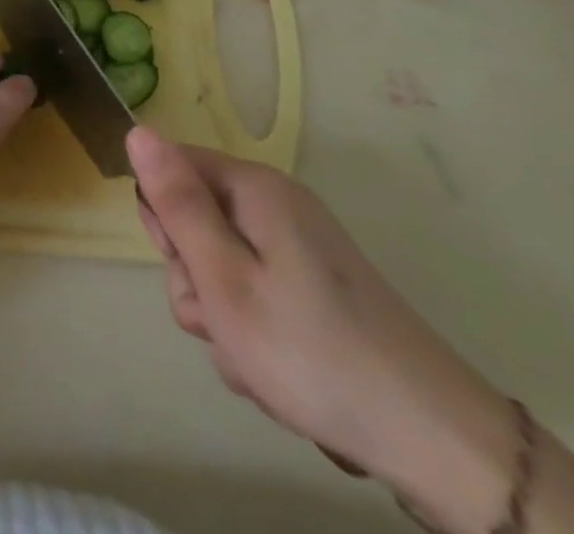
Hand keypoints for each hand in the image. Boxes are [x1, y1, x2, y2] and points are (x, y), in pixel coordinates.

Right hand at [130, 129, 517, 528]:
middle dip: (194, 277)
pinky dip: (253, 332)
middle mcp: (276, 205)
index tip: (187, 267)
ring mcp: (299, 249)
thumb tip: (137, 130)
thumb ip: (176, 203)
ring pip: (220, 267)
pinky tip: (277, 373)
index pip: (170, 169)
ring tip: (254, 359)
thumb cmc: (311, 352)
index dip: (164, 219)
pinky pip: (255, 295)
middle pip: (195, 221)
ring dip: (221, 316)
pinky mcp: (315, 289)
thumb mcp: (223, 278)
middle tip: (222, 319)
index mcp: (253, 188)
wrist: (436, 443)